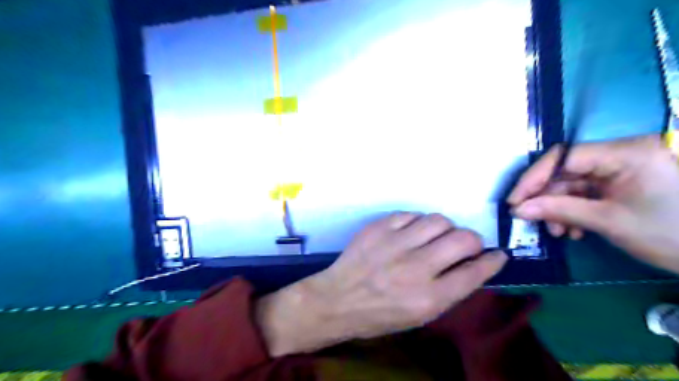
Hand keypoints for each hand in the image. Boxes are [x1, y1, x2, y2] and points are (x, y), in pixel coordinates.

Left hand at [258, 211, 506, 356]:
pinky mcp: (378, 228)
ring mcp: (395, 244)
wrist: (338, 299)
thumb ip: (449, 291)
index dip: (492, 261)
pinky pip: (411, 215)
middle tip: (467, 245)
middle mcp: (416, 268)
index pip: (475, 272)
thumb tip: (473, 266)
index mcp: (429, 298)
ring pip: (438, 220)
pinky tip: (412, 232)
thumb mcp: (419, 316)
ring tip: (438, 236)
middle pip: (463, 239)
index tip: (497, 255)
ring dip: (446, 228)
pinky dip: (418, 223)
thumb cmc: (379, 315)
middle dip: (474, 241)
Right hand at [509, 135, 677, 274]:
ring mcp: (622, 169)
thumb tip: (518, 209)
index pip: (563, 157)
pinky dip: (574, 211)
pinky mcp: (623, 183)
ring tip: (558, 233)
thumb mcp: (608, 221)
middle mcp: (621, 154)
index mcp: (625, 153)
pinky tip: (574, 230)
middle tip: (532, 221)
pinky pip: (586, 193)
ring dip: (559, 208)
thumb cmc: (672, 233)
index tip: (515, 202)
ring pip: (572, 184)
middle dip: (546, 198)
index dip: (533, 179)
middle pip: (565, 171)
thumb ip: (558, 210)